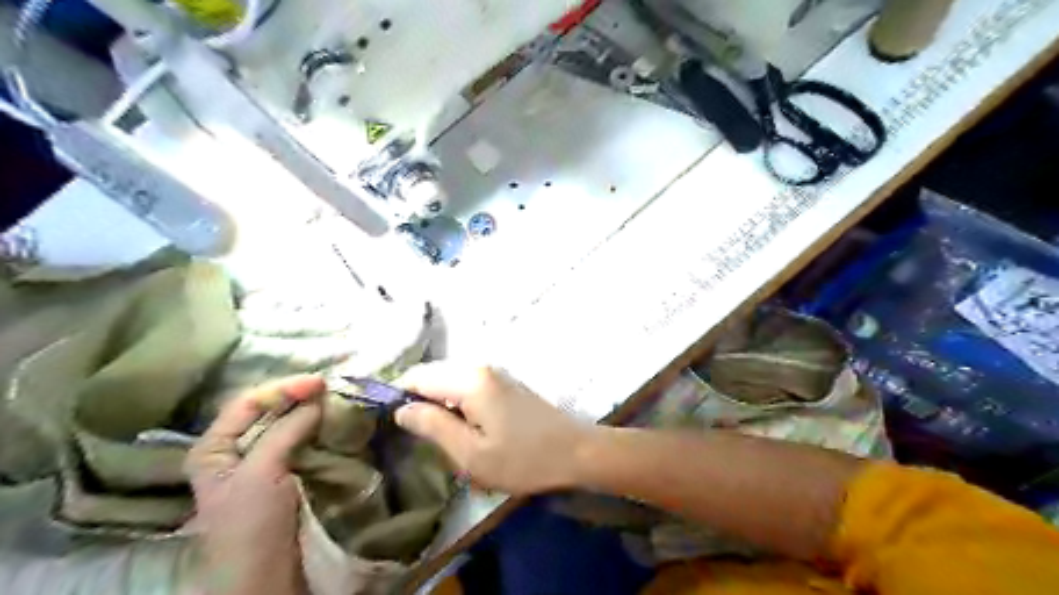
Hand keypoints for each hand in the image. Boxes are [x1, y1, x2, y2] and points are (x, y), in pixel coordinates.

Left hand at [187, 376, 324, 594]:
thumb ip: (285, 431)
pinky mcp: (285, 476)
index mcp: (214, 448)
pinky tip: (331, 422)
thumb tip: (317, 399)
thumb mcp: (260, 473)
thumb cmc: (249, 524)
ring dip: (309, 411)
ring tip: (334, 399)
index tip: (319, 382)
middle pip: (266, 412)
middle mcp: (235, 451)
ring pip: (285, 426)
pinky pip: (299, 443)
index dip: (282, 388)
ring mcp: (261, 464)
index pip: (247, 403)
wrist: (263, 578)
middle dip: (296, 396)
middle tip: (329, 386)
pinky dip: (316, 429)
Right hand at [397, 364, 593, 496]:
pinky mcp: (504, 383)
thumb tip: (401, 410)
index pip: (417, 377)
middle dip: (417, 399)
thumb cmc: (522, 459)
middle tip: (413, 434)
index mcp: (468, 381)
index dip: (397, 396)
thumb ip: (432, 427)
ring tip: (436, 434)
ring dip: (436, 402)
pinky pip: (466, 385)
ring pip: (449, 379)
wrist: (575, 452)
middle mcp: (480, 368)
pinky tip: (461, 426)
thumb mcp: (471, 453)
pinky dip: (454, 401)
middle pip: (433, 374)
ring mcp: (495, 373)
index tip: (387, 423)